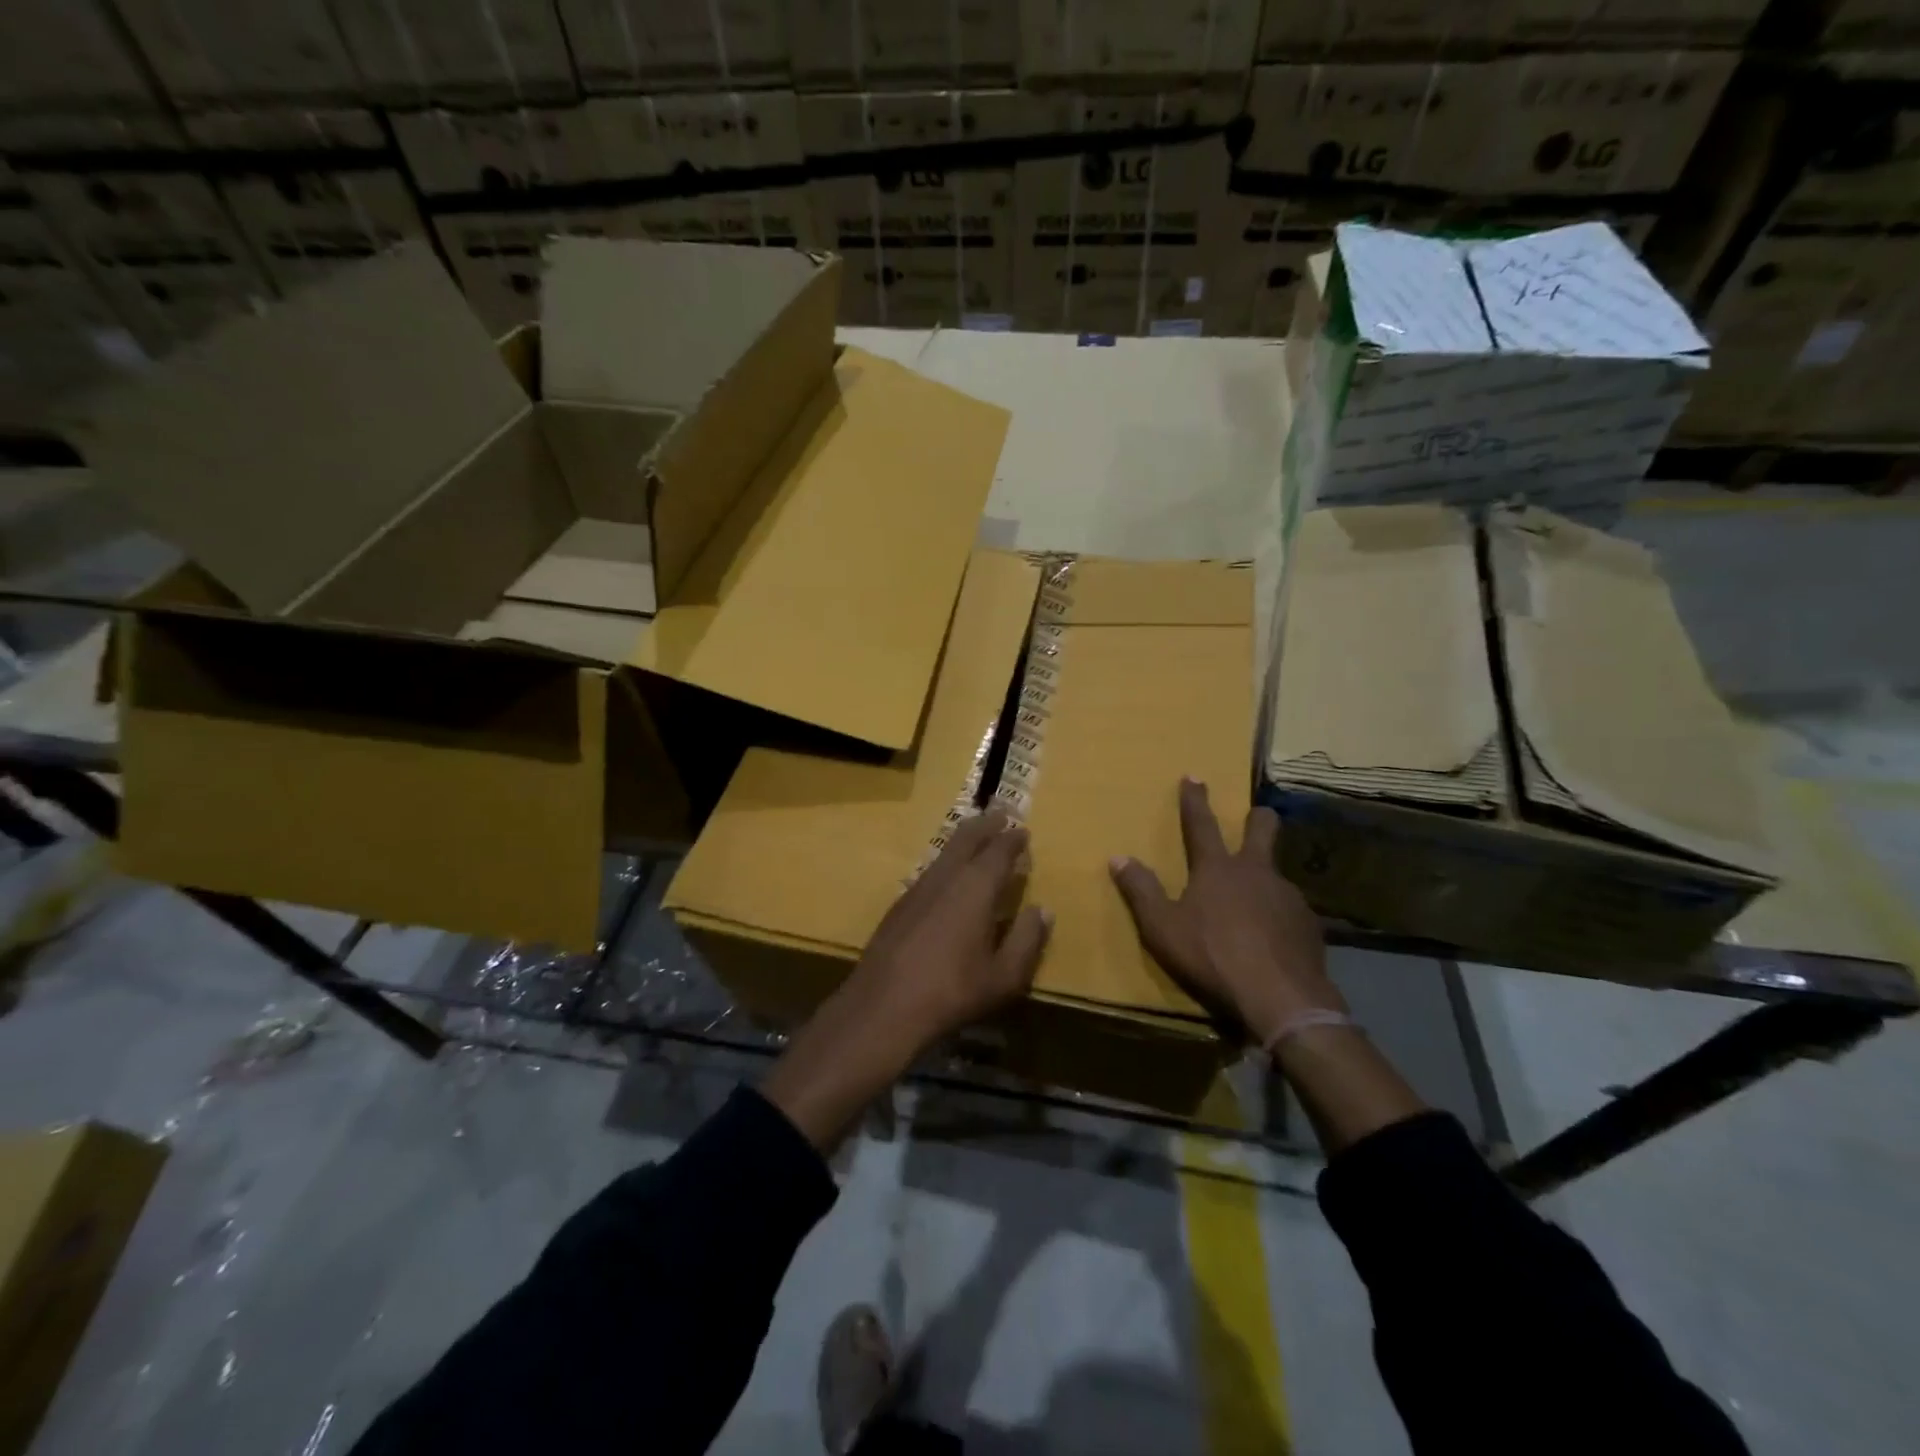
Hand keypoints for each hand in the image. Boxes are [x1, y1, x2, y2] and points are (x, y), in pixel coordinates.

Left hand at [840, 808, 1051, 1057]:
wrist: (883, 1007)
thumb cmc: (953, 992)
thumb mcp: (1004, 976)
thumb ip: (1027, 940)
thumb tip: (1042, 910)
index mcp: (975, 888)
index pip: (998, 851)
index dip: (1013, 839)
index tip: (1023, 830)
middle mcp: (946, 878)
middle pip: (966, 839)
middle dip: (985, 824)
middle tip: (1000, 812)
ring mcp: (917, 889)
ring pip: (944, 852)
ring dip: (963, 840)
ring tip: (975, 836)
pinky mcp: (899, 906)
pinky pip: (930, 871)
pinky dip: (946, 862)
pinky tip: (947, 878)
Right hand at [1110, 777, 1342, 1047]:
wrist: (1281, 997)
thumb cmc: (1212, 956)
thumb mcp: (1162, 928)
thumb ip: (1141, 892)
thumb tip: (1118, 858)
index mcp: (1217, 869)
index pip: (1201, 825)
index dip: (1195, 800)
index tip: (1194, 776)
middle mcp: (1256, 872)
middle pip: (1263, 830)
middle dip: (1258, 818)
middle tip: (1256, 815)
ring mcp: (1289, 896)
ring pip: (1278, 874)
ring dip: (1266, 879)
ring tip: (1257, 903)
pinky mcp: (1309, 925)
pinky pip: (1291, 911)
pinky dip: (1280, 916)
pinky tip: (1275, 938)